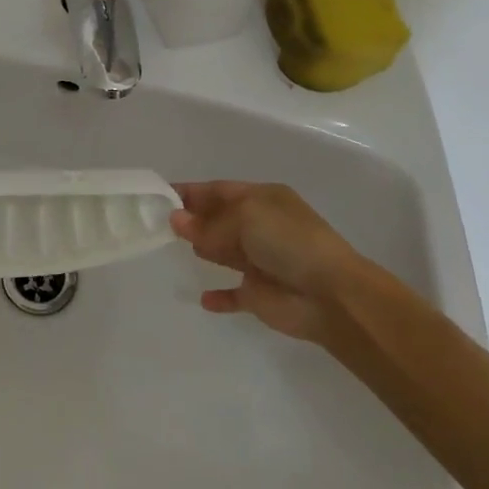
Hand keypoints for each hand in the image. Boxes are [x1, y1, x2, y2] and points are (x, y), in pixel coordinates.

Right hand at [170, 181, 363, 347]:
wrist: (331, 295)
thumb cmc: (289, 241)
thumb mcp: (246, 216)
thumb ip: (208, 223)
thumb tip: (176, 220)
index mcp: (263, 199)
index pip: (219, 190)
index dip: (191, 192)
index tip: (159, 195)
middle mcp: (261, 227)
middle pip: (219, 219)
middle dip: (193, 219)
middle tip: (157, 222)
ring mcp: (261, 262)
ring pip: (224, 252)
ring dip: (203, 249)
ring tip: (171, 247)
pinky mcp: (260, 295)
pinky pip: (233, 294)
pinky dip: (219, 296)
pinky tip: (202, 298)